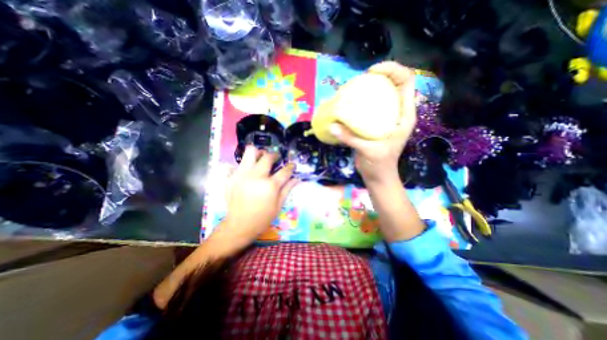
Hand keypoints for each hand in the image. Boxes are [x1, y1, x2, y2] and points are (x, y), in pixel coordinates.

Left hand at [211, 146, 297, 252]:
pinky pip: (239, 163)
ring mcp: (242, 175)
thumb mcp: (278, 205)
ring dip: (258, 153)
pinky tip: (250, 171)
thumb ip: (287, 189)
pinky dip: (246, 164)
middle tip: (276, 159)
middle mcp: (256, 176)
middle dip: (274, 155)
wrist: (239, 225)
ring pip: (250, 152)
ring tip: (261, 159)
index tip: (292, 165)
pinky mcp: (232, 177)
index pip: (285, 170)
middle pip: (267, 157)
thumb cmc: (262, 218)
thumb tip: (297, 178)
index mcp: (270, 185)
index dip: (291, 166)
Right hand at [327, 63, 417, 187]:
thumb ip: (351, 138)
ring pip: (381, 95)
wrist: (378, 177)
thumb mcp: (368, 151)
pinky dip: (360, 103)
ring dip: (369, 89)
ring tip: (353, 89)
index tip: (372, 72)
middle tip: (360, 80)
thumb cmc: (380, 165)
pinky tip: (349, 105)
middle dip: (380, 76)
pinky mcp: (375, 125)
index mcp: (404, 116)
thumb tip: (332, 126)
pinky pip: (370, 108)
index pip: (406, 82)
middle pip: (393, 84)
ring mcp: (386, 118)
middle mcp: (397, 113)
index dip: (393, 70)